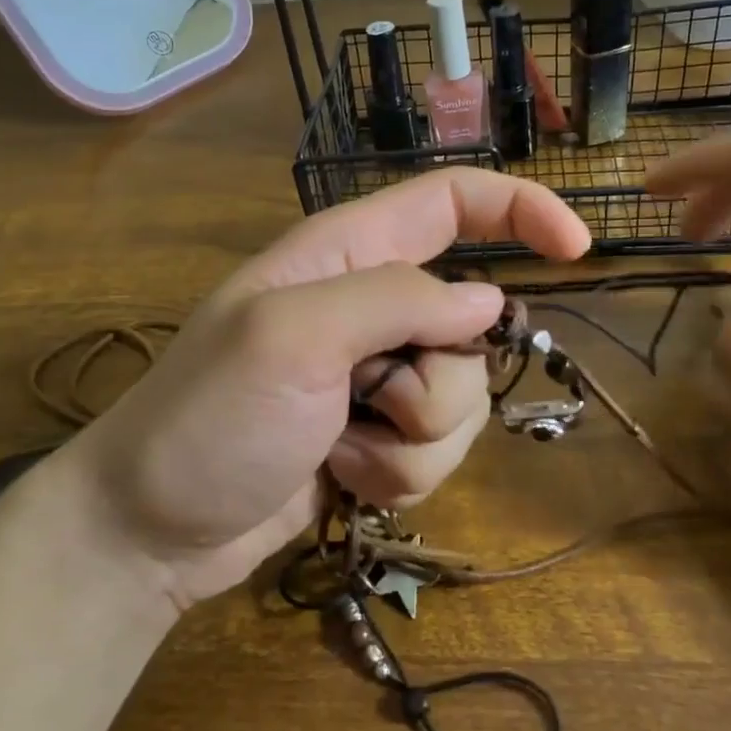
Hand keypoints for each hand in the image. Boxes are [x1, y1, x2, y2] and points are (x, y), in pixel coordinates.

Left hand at [43, 169, 589, 606]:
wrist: (152, 529)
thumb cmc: (207, 418)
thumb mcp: (290, 337)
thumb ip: (395, 301)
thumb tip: (485, 305)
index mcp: (347, 254)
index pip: (452, 201)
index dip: (520, 210)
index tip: (578, 251)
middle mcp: (370, 306)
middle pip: (470, 327)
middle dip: (439, 382)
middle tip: (368, 399)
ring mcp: (376, 378)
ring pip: (461, 401)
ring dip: (413, 441)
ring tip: (342, 447)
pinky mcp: (377, 437)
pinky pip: (436, 451)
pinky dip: (399, 473)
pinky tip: (342, 478)